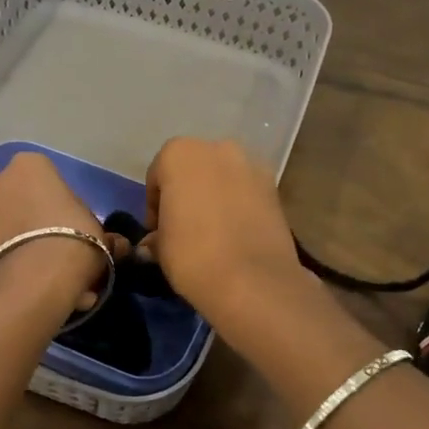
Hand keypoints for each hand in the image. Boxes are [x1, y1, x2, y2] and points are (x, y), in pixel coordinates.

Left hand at [0, 152, 111, 312]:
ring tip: (35, 281)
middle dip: (27, 223)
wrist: (32, 285)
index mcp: (28, 167)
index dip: (57, 203)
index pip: (43, 177)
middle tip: (51, 253)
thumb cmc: (73, 243)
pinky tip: (17, 292)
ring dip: (10, 247)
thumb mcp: (100, 236)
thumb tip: (115, 245)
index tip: (70, 227)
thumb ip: (102, 235)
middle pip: (12, 201)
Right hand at [144, 138, 308, 325]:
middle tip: (183, 227)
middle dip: (186, 193)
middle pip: (192, 169)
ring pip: (223, 177)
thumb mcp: (161, 248)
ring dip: (214, 195)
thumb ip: (156, 236)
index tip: (157, 231)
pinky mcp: (274, 186)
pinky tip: (236, 232)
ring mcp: (250, 164)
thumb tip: (155, 242)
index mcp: (179, 154)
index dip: (154, 205)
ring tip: (213, 230)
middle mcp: (216, 148)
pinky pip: (246, 191)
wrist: (253, 280)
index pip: (157, 175)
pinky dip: (239, 204)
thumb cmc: (193, 255)